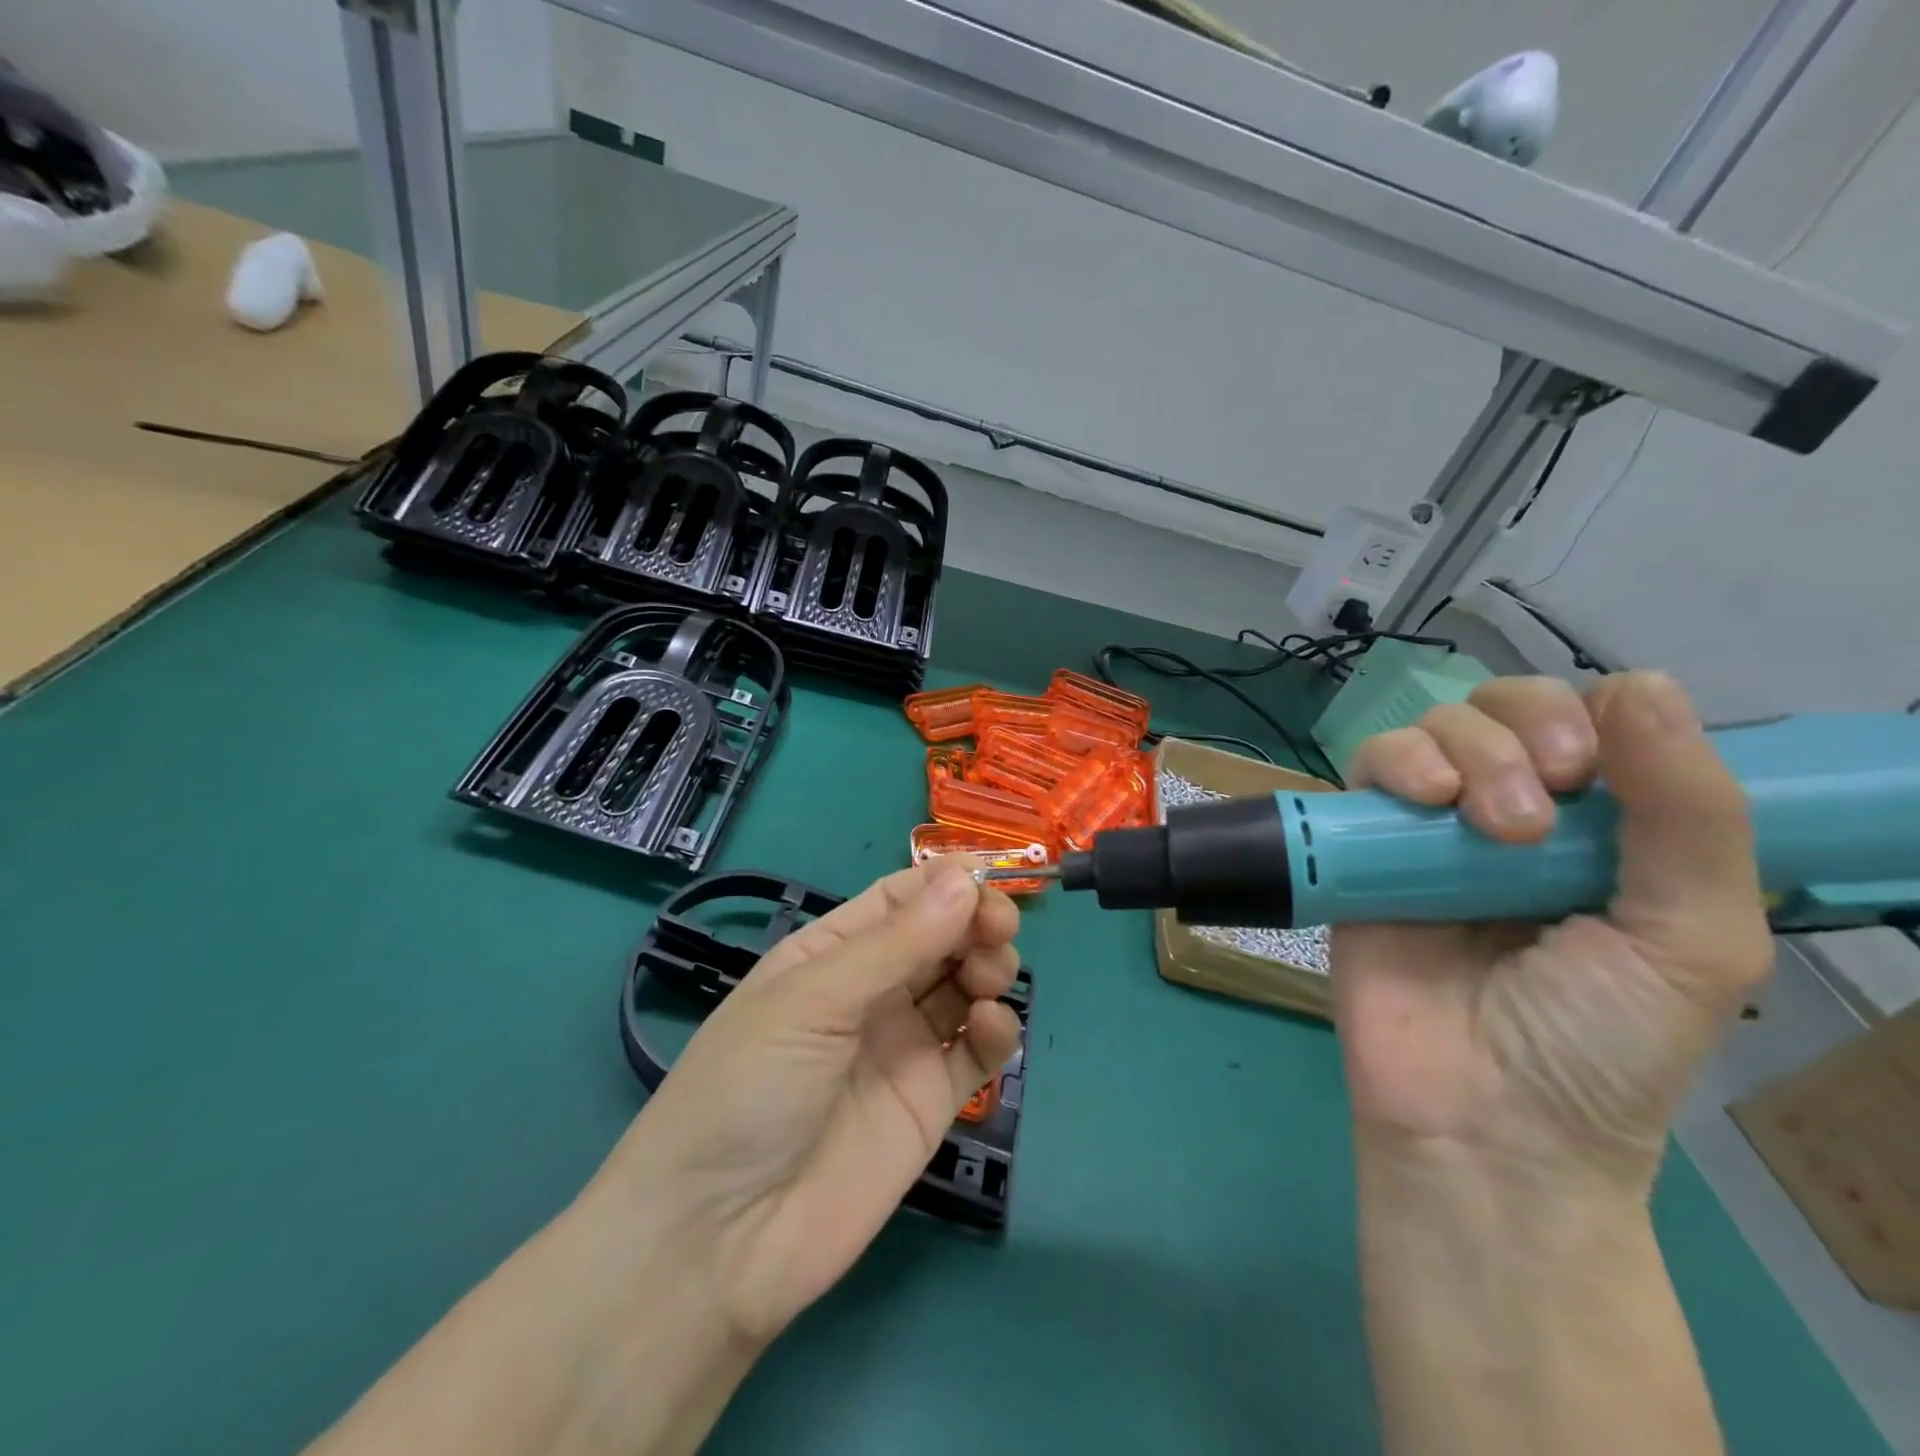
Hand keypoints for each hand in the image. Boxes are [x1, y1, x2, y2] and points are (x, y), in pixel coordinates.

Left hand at [590, 858, 1023, 1347]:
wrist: (719, 1242)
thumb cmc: (748, 1089)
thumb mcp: (812, 1000)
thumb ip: (895, 943)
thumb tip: (964, 877)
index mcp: (831, 953)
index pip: (899, 899)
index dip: (945, 882)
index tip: (987, 875)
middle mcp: (871, 992)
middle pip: (939, 937)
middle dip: (974, 920)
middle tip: (998, 927)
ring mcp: (902, 1047)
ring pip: (964, 986)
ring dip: (988, 966)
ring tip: (989, 975)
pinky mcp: (930, 1103)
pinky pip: (976, 1051)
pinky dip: (996, 1030)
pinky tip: (995, 1026)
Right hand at [1331, 671, 1772, 1191]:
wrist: (1480, 1116)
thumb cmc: (1600, 1042)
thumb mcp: (1693, 938)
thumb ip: (1689, 814)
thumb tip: (1642, 680)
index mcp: (1600, 832)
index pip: (1588, 721)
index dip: (1585, 716)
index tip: (1591, 770)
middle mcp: (1510, 815)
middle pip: (1499, 710)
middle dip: (1520, 735)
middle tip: (1537, 816)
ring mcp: (1428, 831)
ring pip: (1430, 730)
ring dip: (1463, 751)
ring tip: (1484, 825)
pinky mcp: (1361, 849)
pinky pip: (1365, 772)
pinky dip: (1394, 763)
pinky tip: (1424, 801)